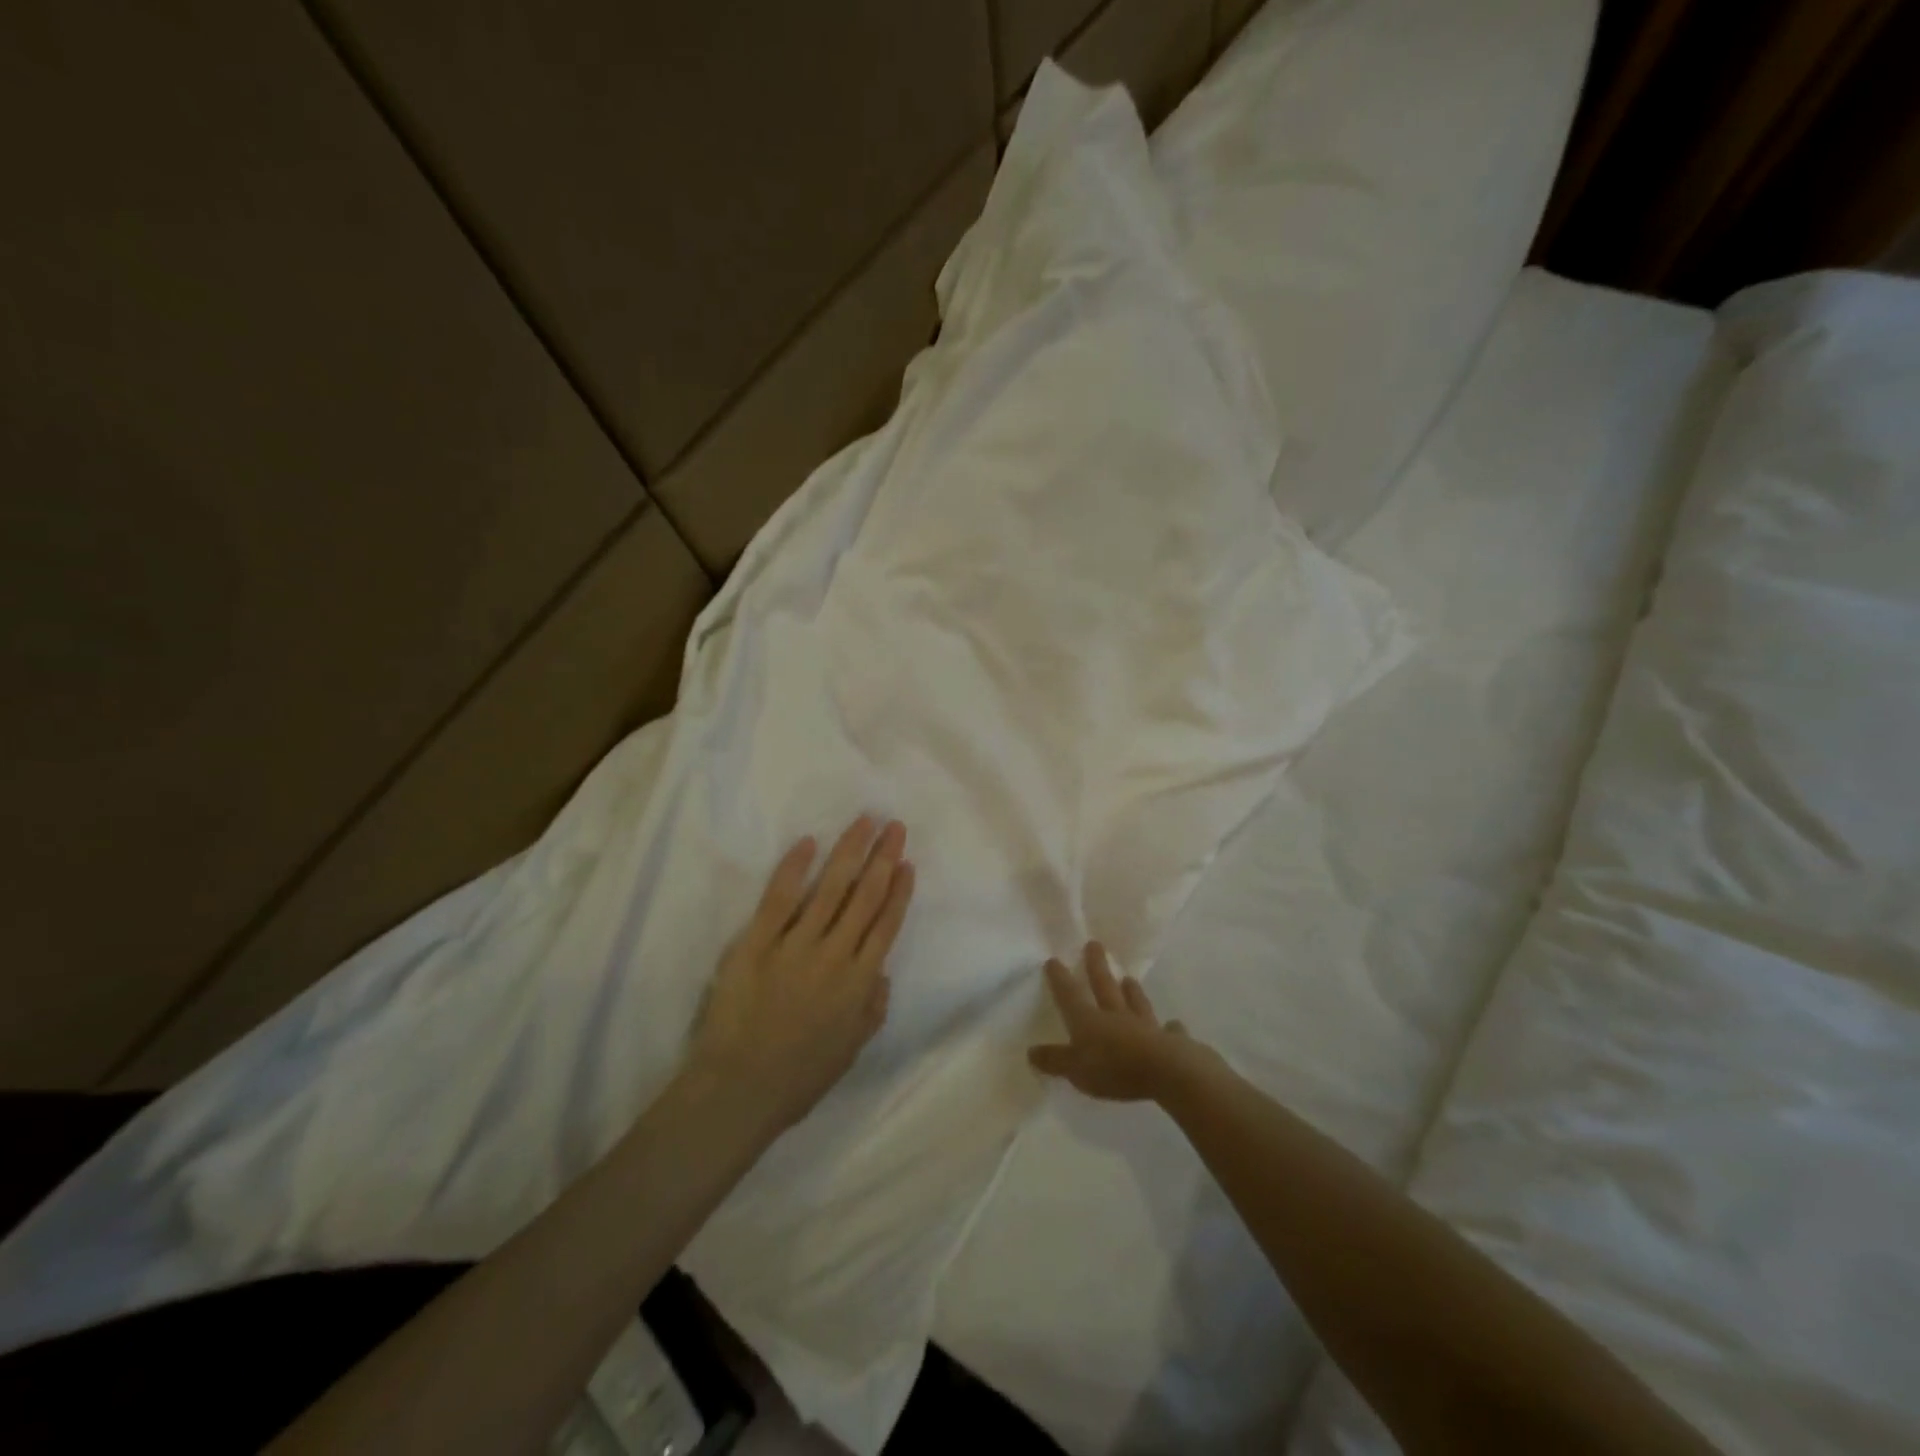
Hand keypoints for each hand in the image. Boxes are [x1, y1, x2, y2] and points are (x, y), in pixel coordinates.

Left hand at [691, 816, 914, 1132]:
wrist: (738, 1090)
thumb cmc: (798, 1078)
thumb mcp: (850, 1051)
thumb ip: (873, 1010)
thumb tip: (881, 972)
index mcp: (859, 983)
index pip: (886, 926)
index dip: (899, 891)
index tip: (907, 863)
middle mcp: (834, 956)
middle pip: (865, 897)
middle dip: (882, 858)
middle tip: (895, 826)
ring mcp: (795, 945)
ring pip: (830, 888)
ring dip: (849, 851)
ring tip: (864, 821)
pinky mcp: (756, 943)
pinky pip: (779, 898)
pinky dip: (795, 869)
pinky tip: (808, 843)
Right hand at [1028, 943, 1210, 1101]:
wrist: (1166, 1072)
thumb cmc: (1114, 1069)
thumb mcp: (1075, 1069)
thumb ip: (1055, 1060)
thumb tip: (1031, 1051)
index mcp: (1089, 1020)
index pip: (1069, 995)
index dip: (1059, 979)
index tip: (1053, 959)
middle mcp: (1116, 1016)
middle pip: (1104, 986)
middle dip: (1097, 966)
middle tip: (1094, 944)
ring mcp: (1145, 1026)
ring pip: (1135, 1003)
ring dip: (1132, 991)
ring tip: (1129, 979)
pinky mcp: (1171, 1042)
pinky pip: (1169, 1031)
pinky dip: (1170, 1028)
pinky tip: (1174, 1025)